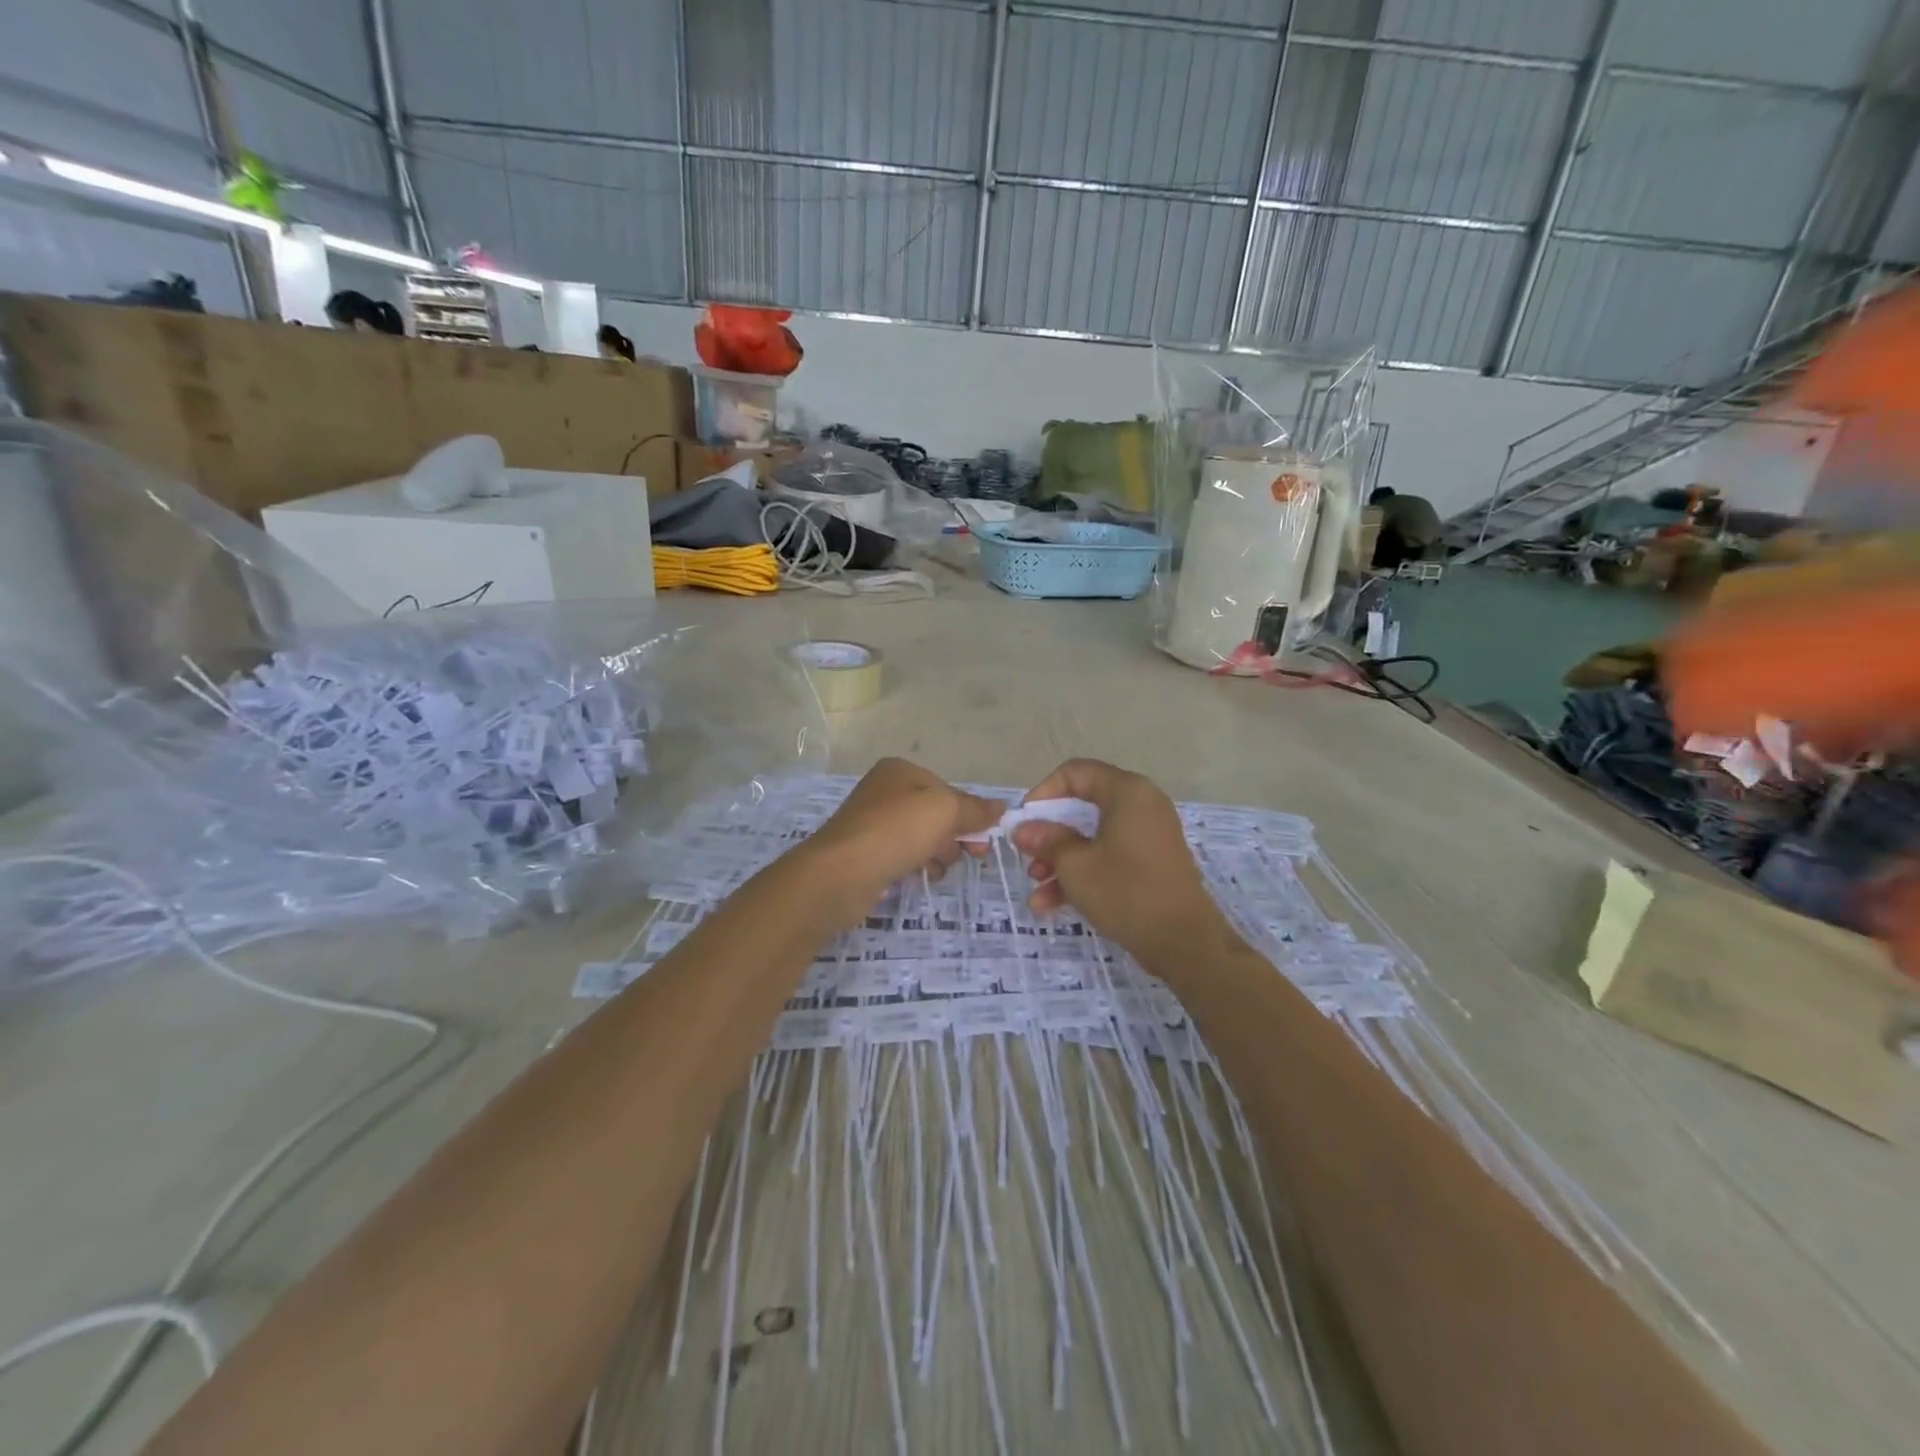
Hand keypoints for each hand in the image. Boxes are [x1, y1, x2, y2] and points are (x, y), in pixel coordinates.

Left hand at [804, 758, 1002, 915]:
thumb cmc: (896, 831)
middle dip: (955, 836)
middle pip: (936, 814)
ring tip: (936, 869)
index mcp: (900, 771)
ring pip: (921, 837)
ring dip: (938, 854)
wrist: (840, 874)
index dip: (970, 814)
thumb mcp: (946, 811)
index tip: (984, 840)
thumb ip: (976, 809)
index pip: (948, 790)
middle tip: (970, 857)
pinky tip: (920, 877)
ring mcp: (872, 823)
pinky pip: (902, 856)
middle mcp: (884, 791)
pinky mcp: (865, 853)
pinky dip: (916, 866)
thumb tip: (1002, 808)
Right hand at [1012, 758, 1233, 970]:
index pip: (1075, 773)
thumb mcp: (1076, 866)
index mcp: (1127, 792)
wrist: (1184, 942)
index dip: (1043, 793)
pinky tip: (1052, 904)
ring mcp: (1148, 834)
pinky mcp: (1150, 861)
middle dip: (1049, 835)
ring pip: (1092, 837)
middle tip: (1027, 858)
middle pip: (1082, 807)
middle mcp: (1141, 804)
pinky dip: (1083, 873)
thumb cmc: (1126, 893)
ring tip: (1037, 890)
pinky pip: (1109, 855)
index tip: (1024, 821)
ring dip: (1061, 861)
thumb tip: (1021, 828)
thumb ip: (1046, 840)